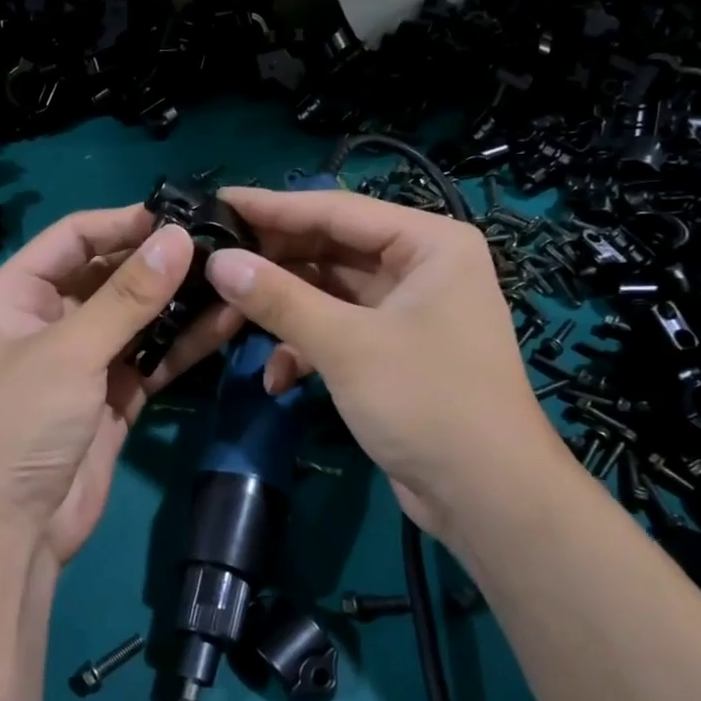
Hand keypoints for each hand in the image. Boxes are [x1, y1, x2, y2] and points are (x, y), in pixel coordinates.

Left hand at [0, 205, 240, 566]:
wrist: (12, 529)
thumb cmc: (22, 423)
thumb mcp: (71, 350)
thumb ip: (128, 296)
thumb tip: (180, 237)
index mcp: (20, 293)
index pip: (75, 237)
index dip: (123, 222)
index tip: (180, 217)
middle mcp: (53, 319)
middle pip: (111, 275)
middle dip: (160, 263)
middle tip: (220, 248)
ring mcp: (86, 359)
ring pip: (139, 318)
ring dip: (179, 303)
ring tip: (231, 281)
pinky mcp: (114, 395)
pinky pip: (152, 358)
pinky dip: (183, 344)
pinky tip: (223, 325)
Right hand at [203, 187, 569, 542]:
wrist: (487, 497)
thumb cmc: (427, 402)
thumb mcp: (346, 345)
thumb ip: (279, 299)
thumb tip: (219, 261)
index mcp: (429, 244)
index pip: (337, 210)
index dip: (273, 208)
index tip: (217, 202)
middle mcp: (421, 267)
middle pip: (331, 250)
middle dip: (274, 266)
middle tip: (213, 263)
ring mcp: (408, 310)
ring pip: (329, 293)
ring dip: (285, 313)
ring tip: (228, 322)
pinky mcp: (394, 350)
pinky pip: (339, 331)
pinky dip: (307, 350)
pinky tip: (276, 380)